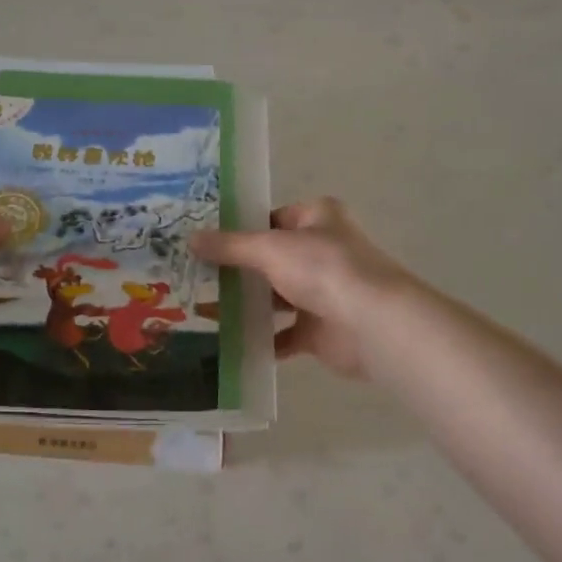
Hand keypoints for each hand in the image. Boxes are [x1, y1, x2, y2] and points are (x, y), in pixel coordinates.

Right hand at [193, 198, 413, 379]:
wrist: (372, 323)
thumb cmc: (323, 269)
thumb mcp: (269, 249)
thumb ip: (230, 246)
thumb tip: (190, 238)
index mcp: (317, 218)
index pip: (270, 219)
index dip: (238, 229)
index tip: (202, 242)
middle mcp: (322, 251)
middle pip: (270, 260)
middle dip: (236, 271)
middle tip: (194, 277)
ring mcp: (323, 292)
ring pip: (276, 298)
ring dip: (246, 306)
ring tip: (202, 310)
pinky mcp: (321, 330)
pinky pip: (284, 334)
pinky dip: (261, 339)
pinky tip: (229, 343)